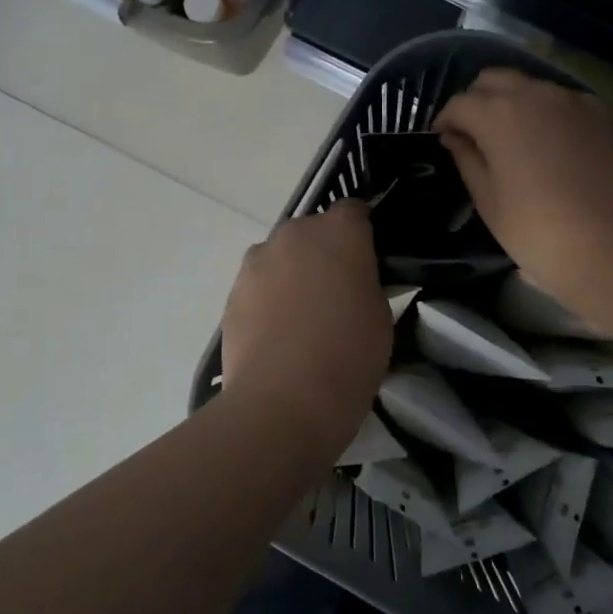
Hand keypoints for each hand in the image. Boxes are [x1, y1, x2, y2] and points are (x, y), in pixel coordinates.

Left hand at [221, 200, 391, 454]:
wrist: (281, 402)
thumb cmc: (348, 356)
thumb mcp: (380, 315)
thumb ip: (367, 283)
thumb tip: (353, 279)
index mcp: (339, 231)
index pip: (354, 211)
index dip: (362, 233)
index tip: (369, 262)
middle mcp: (293, 233)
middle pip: (313, 231)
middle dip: (324, 252)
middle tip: (338, 292)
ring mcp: (256, 261)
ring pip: (282, 257)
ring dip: (293, 273)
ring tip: (303, 318)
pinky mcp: (232, 292)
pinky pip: (259, 284)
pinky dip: (269, 298)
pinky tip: (278, 335)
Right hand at [435, 69, 612, 308]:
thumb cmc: (540, 232)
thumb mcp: (490, 202)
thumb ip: (468, 160)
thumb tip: (455, 137)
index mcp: (499, 114)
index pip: (459, 103)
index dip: (445, 120)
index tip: (441, 139)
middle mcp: (537, 94)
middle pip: (495, 80)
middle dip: (477, 100)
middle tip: (473, 133)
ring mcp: (576, 102)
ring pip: (533, 87)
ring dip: (515, 104)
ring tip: (514, 138)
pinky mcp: (606, 115)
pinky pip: (566, 102)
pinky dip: (549, 114)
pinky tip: (552, 144)